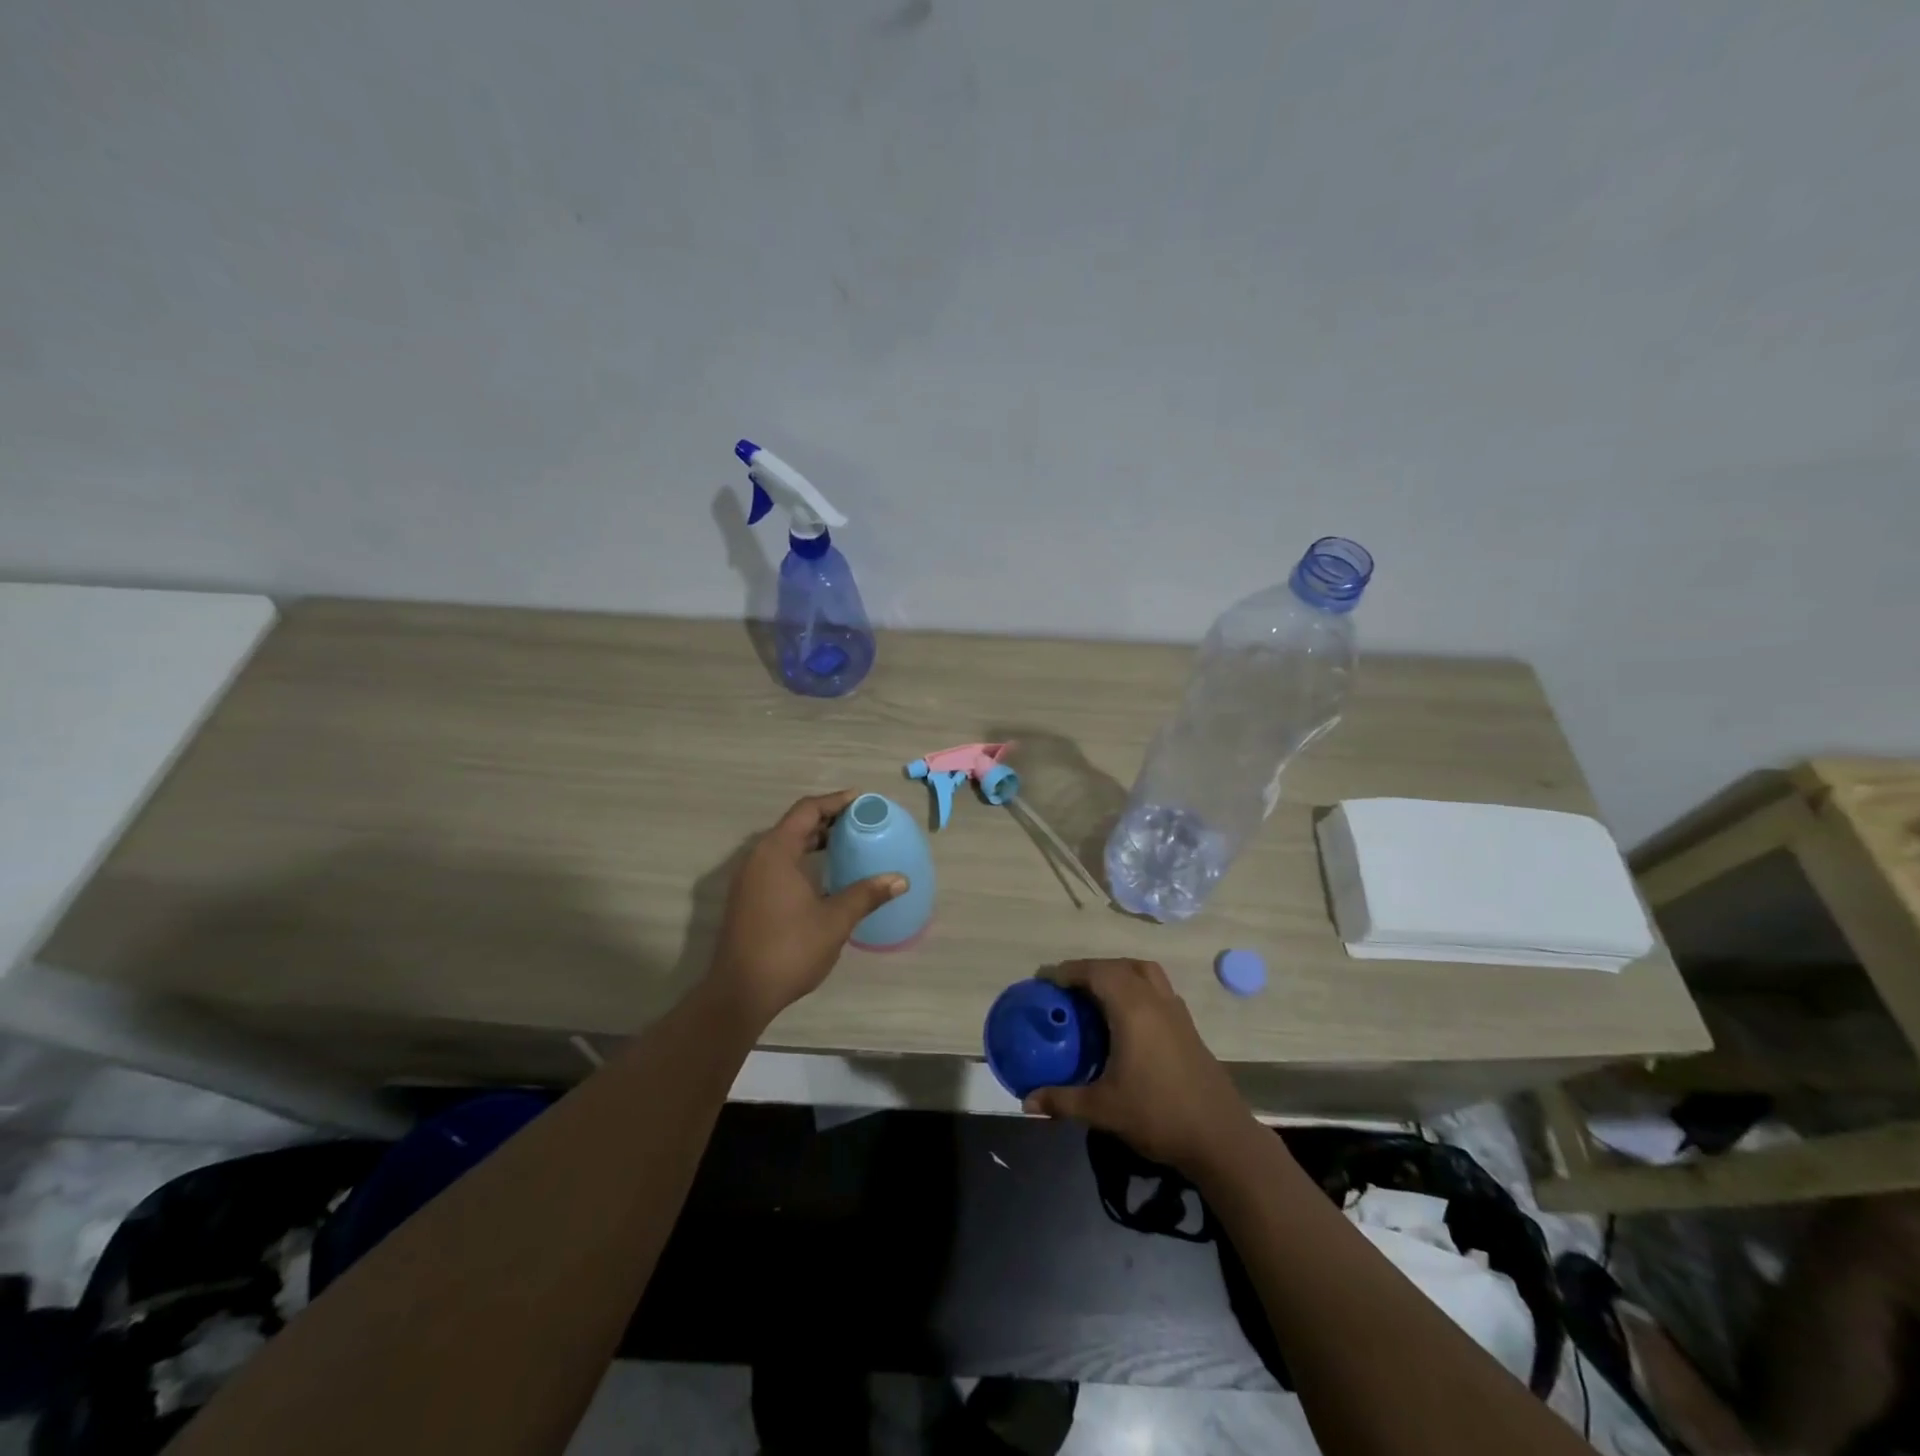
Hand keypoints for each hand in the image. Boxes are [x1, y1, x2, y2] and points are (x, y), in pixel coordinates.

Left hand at [708, 791, 906, 1026]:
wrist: (740, 993)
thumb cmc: (789, 949)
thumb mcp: (835, 920)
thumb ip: (866, 894)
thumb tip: (900, 880)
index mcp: (776, 852)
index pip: (807, 810)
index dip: (835, 801)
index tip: (862, 800)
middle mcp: (758, 858)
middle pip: (794, 825)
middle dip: (827, 820)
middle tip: (860, 822)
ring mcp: (749, 879)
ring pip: (785, 845)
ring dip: (814, 840)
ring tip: (847, 844)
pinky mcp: (748, 897)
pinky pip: (777, 863)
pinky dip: (802, 858)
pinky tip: (824, 876)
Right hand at [1022, 959, 1253, 1173]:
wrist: (1220, 1138)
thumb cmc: (1158, 1114)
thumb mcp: (1103, 1109)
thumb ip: (1062, 1101)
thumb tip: (1027, 1101)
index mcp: (1133, 1009)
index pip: (1096, 972)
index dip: (1068, 971)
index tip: (1045, 980)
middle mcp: (1155, 1000)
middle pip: (1119, 966)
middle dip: (1090, 969)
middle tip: (1066, 988)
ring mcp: (1176, 1011)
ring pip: (1144, 972)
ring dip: (1118, 973)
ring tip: (1096, 993)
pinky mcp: (1188, 1027)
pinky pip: (1158, 989)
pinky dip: (1137, 988)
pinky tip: (1127, 1018)